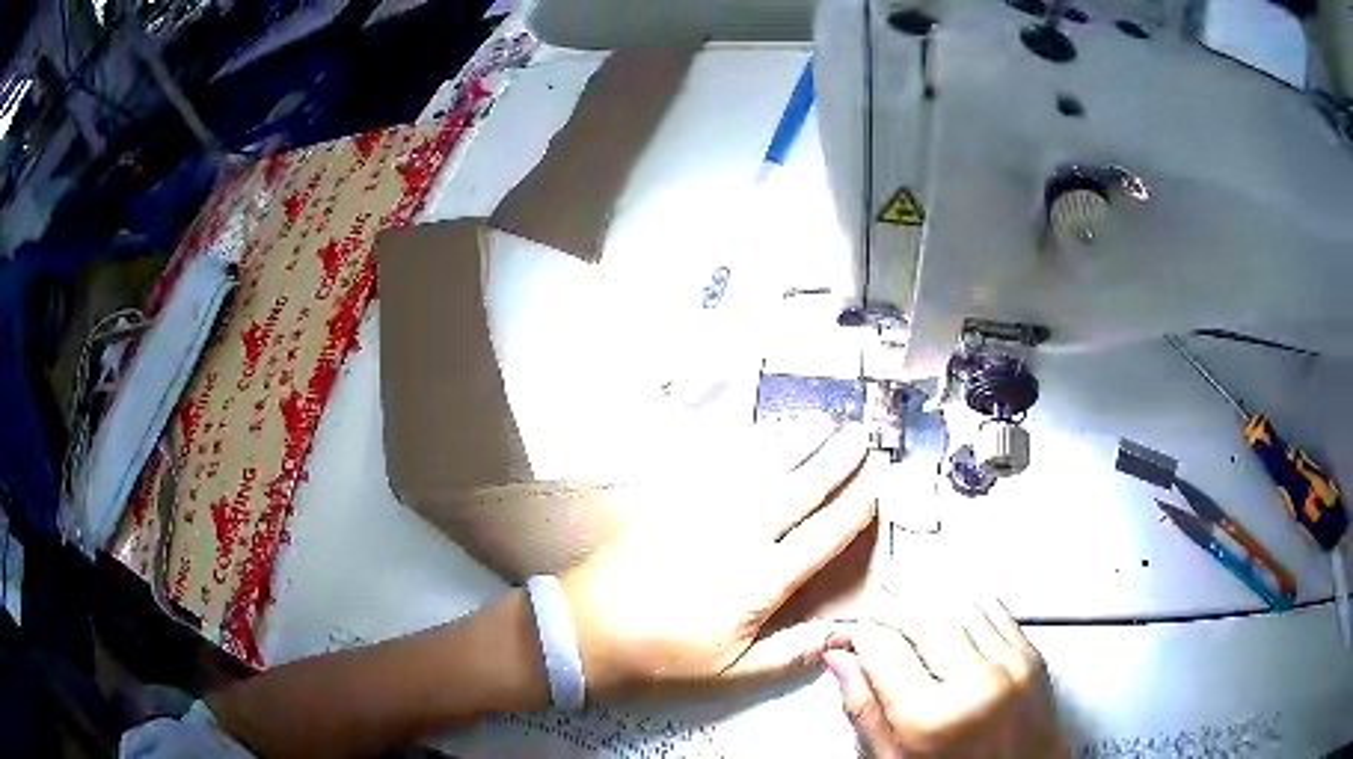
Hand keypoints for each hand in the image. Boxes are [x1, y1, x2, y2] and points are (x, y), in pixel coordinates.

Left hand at [559, 426, 876, 698]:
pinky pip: (720, 468)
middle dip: (835, 462)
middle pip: (798, 492)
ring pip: (763, 471)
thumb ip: (788, 652)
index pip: (820, 539)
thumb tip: (841, 633)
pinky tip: (760, 435)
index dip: (852, 511)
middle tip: (861, 435)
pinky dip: (748, 448)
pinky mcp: (675, 505)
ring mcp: (705, 515)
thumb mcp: (730, 671)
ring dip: (797, 443)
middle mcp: (740, 538)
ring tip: (823, 421)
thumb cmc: (663, 657)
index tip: (875, 485)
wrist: (587, 629)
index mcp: (759, 583)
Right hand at [823, 598, 1066, 757]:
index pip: (883, 649)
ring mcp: (1010, 664)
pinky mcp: (1032, 655)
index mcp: (931, 718)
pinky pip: (994, 608)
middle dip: (890, 607)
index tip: (850, 634)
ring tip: (905, 597)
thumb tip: (840, 660)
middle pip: (921, 618)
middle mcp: (975, 684)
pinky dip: (965, 598)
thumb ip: (864, 712)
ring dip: (926, 595)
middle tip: (874, 612)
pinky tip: (947, 602)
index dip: (859, 634)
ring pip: (958, 605)